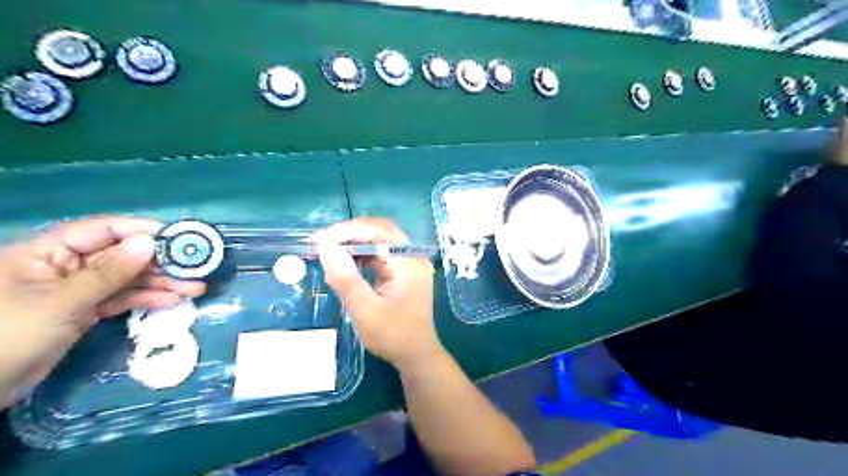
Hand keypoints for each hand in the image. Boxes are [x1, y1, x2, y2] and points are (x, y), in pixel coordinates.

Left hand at [0, 215, 203, 404]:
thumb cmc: (8, 335)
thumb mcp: (63, 301)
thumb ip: (109, 272)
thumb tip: (149, 243)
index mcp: (48, 252)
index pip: (103, 230)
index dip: (143, 231)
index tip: (180, 239)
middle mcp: (65, 266)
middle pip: (122, 256)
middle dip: (160, 263)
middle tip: (197, 269)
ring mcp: (76, 290)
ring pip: (127, 279)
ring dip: (161, 283)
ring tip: (195, 288)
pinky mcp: (84, 312)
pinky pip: (122, 299)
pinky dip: (147, 300)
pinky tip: (173, 301)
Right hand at [314, 218, 439, 369]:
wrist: (416, 356)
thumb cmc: (393, 335)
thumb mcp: (365, 310)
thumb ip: (346, 279)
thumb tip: (326, 248)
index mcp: (409, 262)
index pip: (380, 232)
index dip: (349, 231)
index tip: (322, 239)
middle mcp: (412, 257)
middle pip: (381, 233)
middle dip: (350, 234)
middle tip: (322, 242)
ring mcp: (409, 264)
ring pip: (379, 242)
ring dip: (354, 244)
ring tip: (328, 250)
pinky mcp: (403, 273)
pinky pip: (380, 256)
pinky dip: (361, 256)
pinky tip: (344, 262)